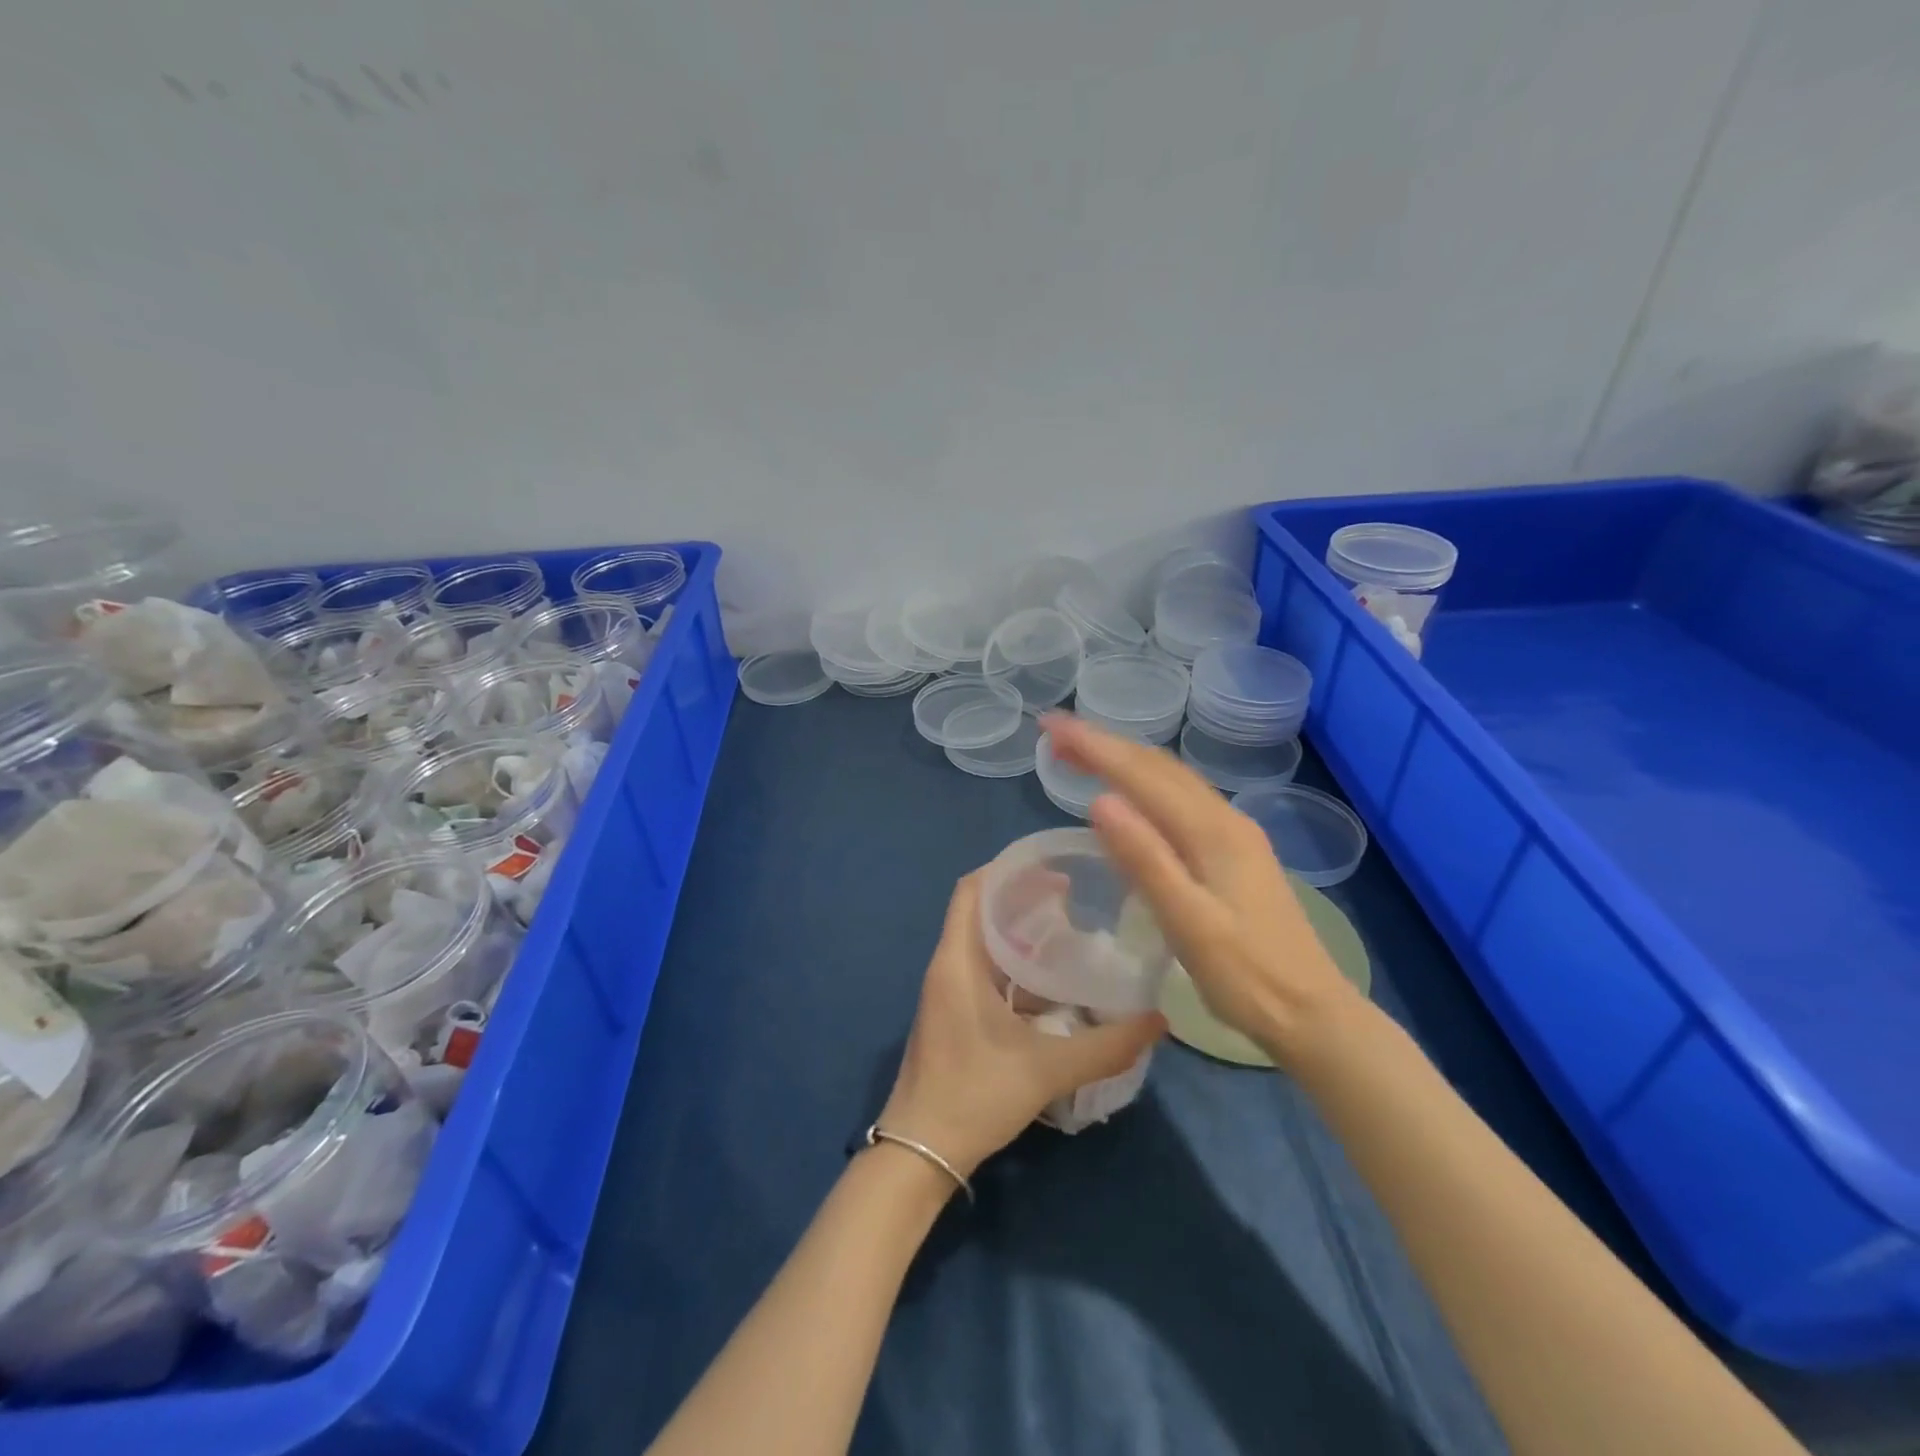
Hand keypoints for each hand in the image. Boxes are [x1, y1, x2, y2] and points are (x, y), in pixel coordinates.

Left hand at [879, 870, 1165, 1176]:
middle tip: (1073, 897)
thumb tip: (1159, 1021)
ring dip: (1019, 933)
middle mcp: (947, 966)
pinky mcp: (952, 1014)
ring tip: (1069, 932)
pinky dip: (1014, 965)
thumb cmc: (975, 1096)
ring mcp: (947, 992)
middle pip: (980, 911)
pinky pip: (983, 971)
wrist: (920, 1152)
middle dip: (1022, 898)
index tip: (1052, 867)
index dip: (1007, 869)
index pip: (972, 889)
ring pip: (982, 943)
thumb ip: (1106, 1046)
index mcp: (957, 961)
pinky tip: (1051, 984)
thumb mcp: (1047, 1069)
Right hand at [1044, 714, 1358, 1065]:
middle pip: (1157, 767)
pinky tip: (1131, 797)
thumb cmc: (1247, 976)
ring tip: (1081, 756)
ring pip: (1171, 779)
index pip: (1141, 774)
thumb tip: (1099, 800)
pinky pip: (1181, 799)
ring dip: (1125, 761)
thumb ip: (1145, 860)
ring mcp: (1233, 834)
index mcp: (1212, 831)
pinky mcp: (1234, 852)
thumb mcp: (1188, 923)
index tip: (1050, 726)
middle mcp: (1224, 819)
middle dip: (1104, 745)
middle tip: (1055, 736)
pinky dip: (1145, 784)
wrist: (1313, 1013)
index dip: (1093, 746)